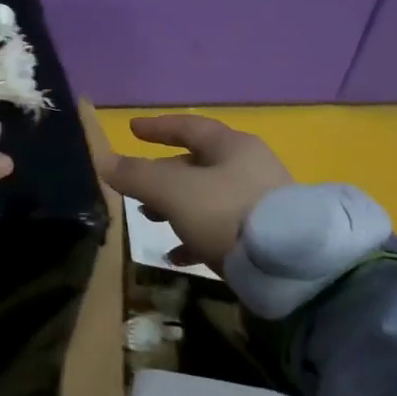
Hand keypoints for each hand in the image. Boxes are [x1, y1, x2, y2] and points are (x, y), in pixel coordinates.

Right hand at [105, 115, 291, 273]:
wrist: (291, 268)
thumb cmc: (228, 213)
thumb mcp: (175, 192)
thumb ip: (138, 176)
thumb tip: (104, 161)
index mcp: (233, 146)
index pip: (189, 127)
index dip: (158, 127)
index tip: (132, 129)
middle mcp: (249, 168)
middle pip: (197, 164)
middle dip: (162, 175)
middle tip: (135, 187)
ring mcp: (260, 203)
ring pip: (207, 197)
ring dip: (175, 207)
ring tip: (149, 220)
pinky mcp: (265, 237)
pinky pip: (221, 228)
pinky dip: (194, 236)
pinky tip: (175, 256)